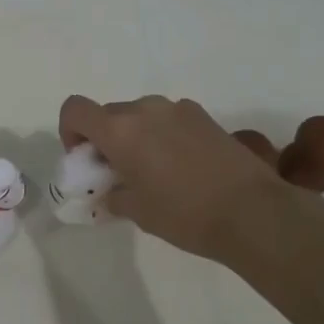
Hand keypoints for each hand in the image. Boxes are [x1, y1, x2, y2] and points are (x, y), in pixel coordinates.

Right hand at [59, 95, 323, 264]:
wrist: (253, 212)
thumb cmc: (185, 214)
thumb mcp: (137, 211)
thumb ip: (112, 194)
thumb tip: (109, 191)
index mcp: (120, 130)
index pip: (75, 109)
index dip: (70, 132)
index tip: (86, 160)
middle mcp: (145, 109)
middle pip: (108, 113)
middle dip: (105, 138)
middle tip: (119, 173)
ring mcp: (178, 109)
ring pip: (140, 115)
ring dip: (136, 136)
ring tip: (154, 172)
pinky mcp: (204, 116)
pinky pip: (168, 119)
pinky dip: (163, 136)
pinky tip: (183, 167)